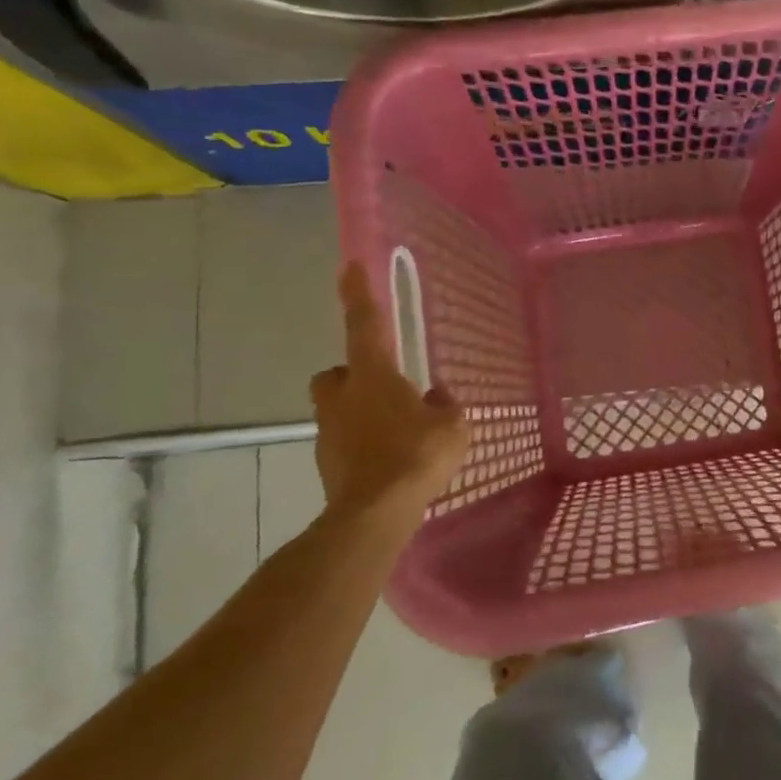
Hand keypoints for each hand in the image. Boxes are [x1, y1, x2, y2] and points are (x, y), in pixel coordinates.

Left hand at [310, 264, 469, 532]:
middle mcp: (343, 397)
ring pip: (338, 408)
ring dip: (360, 411)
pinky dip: (363, 443)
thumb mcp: (452, 425)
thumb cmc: (417, 455)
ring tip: (397, 431)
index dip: (358, 294)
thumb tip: (436, 397)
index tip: (350, 266)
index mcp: (373, 376)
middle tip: (383, 385)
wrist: (375, 513)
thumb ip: (444, 406)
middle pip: (336, 373)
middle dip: (353, 374)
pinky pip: (345, 441)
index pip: (364, 324)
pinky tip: (390, 460)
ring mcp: (329, 432)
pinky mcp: (328, 463)